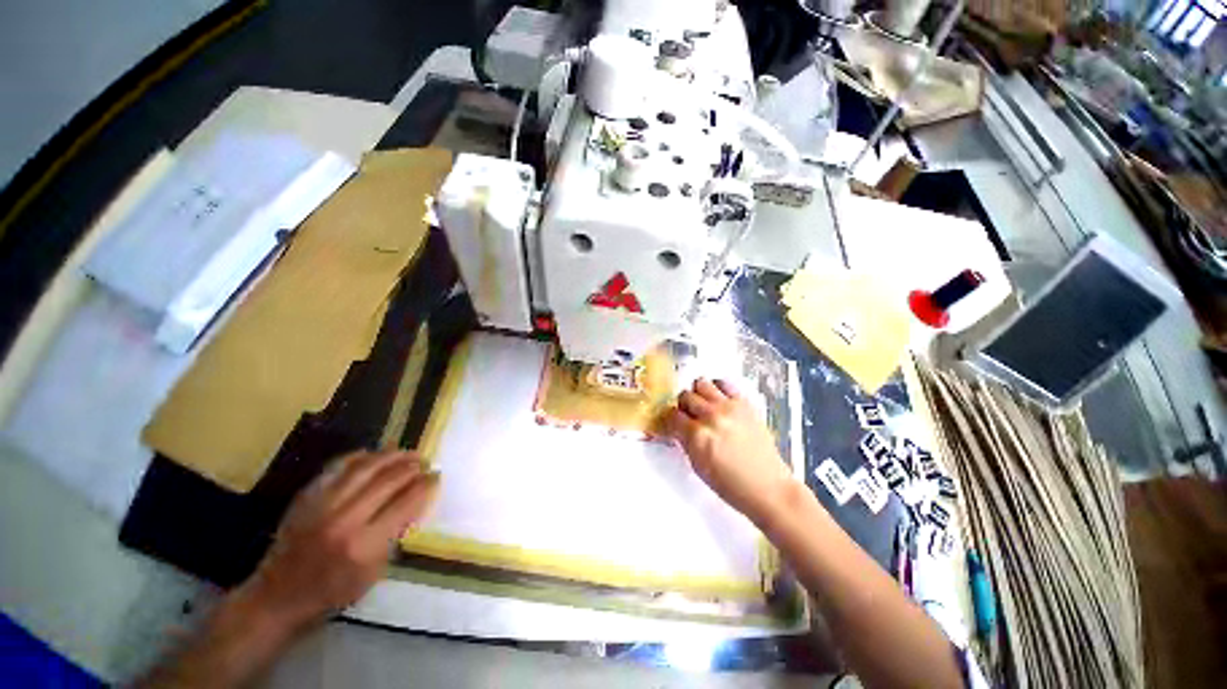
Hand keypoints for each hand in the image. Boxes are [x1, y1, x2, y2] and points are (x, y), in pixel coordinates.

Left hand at [237, 449, 440, 632]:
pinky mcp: (307, 497)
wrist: (277, 597)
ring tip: (407, 453)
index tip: (437, 477)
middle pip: (389, 479)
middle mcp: (345, 519)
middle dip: (413, 467)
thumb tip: (415, 501)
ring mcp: (322, 504)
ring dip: (392, 455)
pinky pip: (339, 466)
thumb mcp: (373, 573)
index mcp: (365, 544)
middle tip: (425, 462)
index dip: (427, 485)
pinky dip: (361, 456)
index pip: (406, 502)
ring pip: (366, 466)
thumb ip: (395, 534)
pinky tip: (375, 455)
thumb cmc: (332, 593)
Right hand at [666, 378, 794, 526]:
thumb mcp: (698, 467)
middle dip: (683, 406)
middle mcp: (711, 416)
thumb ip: (685, 441)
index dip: (669, 420)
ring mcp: (729, 407)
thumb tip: (677, 427)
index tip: (672, 424)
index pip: (672, 415)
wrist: (768, 487)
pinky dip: (717, 388)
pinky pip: (724, 383)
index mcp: (697, 436)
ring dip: (698, 394)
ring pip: (701, 383)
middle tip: (688, 417)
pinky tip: (718, 401)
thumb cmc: (732, 485)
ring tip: (703, 406)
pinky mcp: (744, 404)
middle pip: (685, 396)